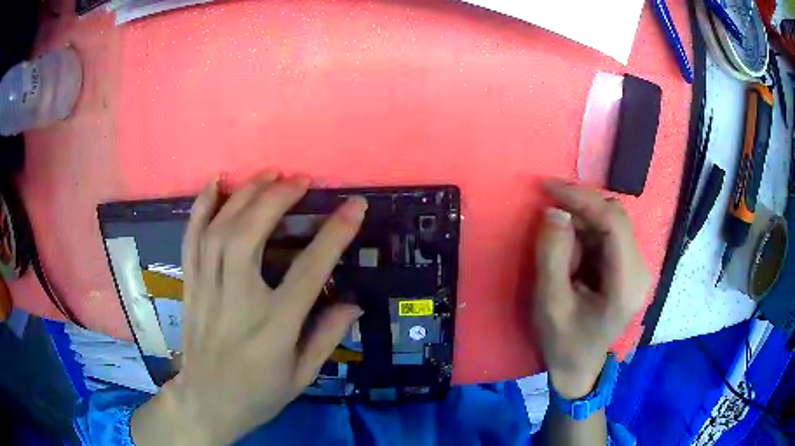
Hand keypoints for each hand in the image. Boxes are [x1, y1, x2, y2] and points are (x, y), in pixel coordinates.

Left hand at [132, 171, 367, 444]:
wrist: (207, 401)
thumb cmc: (259, 393)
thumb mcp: (302, 376)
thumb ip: (327, 337)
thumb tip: (353, 302)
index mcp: (273, 327)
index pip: (308, 271)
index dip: (334, 234)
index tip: (354, 205)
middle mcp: (237, 301)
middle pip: (250, 237)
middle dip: (276, 199)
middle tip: (300, 179)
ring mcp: (208, 290)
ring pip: (219, 231)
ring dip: (244, 195)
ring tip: (268, 173)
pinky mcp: (190, 286)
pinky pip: (191, 240)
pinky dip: (200, 208)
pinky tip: (214, 183)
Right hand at [533, 180, 649, 399]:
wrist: (578, 367)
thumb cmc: (563, 342)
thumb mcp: (549, 303)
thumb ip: (552, 255)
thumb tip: (555, 210)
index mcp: (626, 285)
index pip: (613, 223)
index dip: (582, 198)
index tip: (547, 188)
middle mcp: (640, 271)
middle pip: (615, 218)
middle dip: (579, 210)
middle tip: (548, 217)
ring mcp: (637, 268)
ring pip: (611, 222)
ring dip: (581, 224)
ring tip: (560, 251)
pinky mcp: (629, 267)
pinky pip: (608, 234)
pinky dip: (586, 233)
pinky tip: (572, 253)